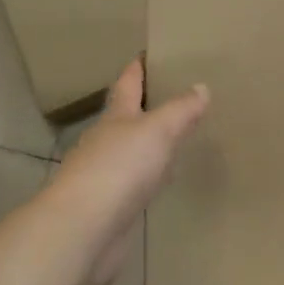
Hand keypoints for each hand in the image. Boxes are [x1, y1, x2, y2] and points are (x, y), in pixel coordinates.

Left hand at [44, 58, 208, 284]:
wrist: (82, 230)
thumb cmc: (119, 168)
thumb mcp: (157, 130)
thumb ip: (181, 110)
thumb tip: (201, 86)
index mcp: (115, 117)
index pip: (127, 83)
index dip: (138, 68)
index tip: (149, 53)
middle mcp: (106, 141)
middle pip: (127, 117)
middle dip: (147, 106)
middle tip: (175, 94)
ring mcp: (105, 176)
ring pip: (131, 151)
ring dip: (149, 143)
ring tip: (177, 136)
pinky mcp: (110, 207)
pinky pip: (135, 183)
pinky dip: (150, 176)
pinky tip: (164, 180)